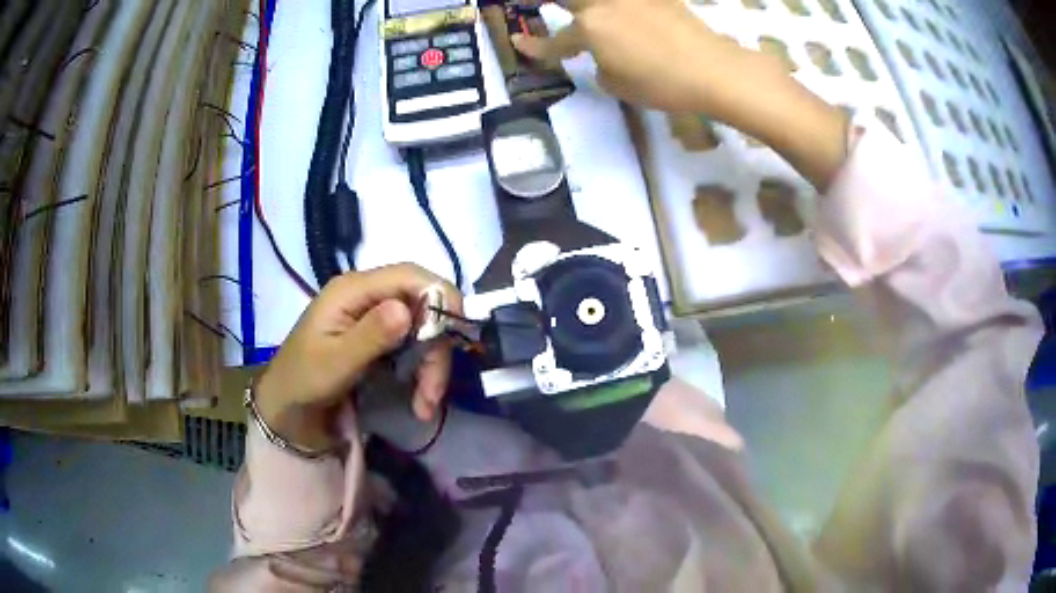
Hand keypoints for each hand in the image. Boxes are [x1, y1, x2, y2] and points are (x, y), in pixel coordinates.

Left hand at [254, 264, 462, 451]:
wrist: (287, 406)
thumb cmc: (304, 380)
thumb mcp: (335, 362)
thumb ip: (370, 336)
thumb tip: (407, 310)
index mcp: (353, 290)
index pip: (409, 275)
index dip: (440, 295)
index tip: (459, 330)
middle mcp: (367, 296)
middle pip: (421, 306)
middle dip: (435, 348)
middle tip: (433, 393)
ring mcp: (373, 316)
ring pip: (421, 329)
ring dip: (431, 366)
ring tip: (425, 406)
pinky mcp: (378, 337)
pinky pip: (412, 346)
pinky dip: (421, 371)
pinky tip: (419, 400)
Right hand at [512, 0, 848, 188]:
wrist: (712, 69)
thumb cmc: (662, 84)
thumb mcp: (619, 85)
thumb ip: (601, 67)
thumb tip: (602, 58)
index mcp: (589, 28)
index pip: (555, 41)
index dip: (535, 48)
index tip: (517, 45)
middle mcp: (605, 3)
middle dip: (548, 3)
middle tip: (543, 8)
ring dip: (589, 7)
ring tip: (588, 15)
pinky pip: (633, 0)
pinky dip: (623, 7)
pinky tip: (626, 12)